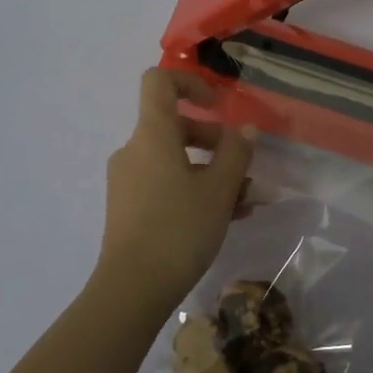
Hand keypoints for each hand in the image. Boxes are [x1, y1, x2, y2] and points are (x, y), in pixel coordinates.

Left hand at [93, 69, 255, 317]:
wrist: (132, 289)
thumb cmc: (179, 229)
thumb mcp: (219, 190)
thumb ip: (236, 154)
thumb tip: (244, 131)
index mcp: (152, 135)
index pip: (159, 82)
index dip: (190, 82)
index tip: (217, 106)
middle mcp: (134, 151)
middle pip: (175, 126)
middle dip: (215, 142)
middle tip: (244, 168)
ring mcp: (128, 181)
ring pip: (175, 161)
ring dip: (211, 173)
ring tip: (244, 202)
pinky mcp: (128, 208)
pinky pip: (165, 184)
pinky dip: (193, 191)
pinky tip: (225, 218)